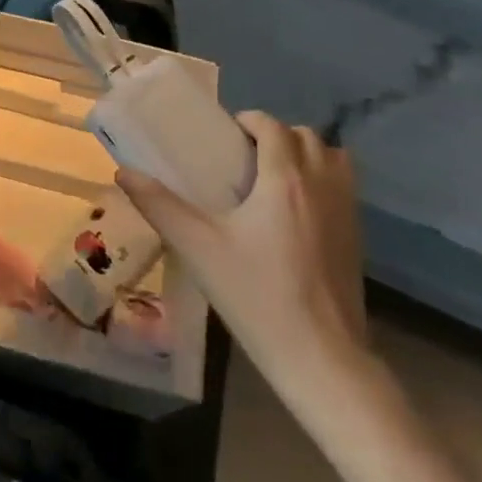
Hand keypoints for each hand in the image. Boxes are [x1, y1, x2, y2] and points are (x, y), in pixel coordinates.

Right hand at [116, 111, 369, 412]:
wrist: (322, 359)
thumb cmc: (256, 295)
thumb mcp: (198, 248)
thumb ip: (159, 205)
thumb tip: (123, 173)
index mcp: (284, 178)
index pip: (271, 126)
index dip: (248, 122)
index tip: (225, 137)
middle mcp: (322, 184)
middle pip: (306, 136)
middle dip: (276, 135)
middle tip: (245, 158)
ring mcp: (347, 212)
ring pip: (333, 158)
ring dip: (306, 155)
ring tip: (274, 179)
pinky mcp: (358, 238)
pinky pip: (344, 187)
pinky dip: (323, 181)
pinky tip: (296, 214)